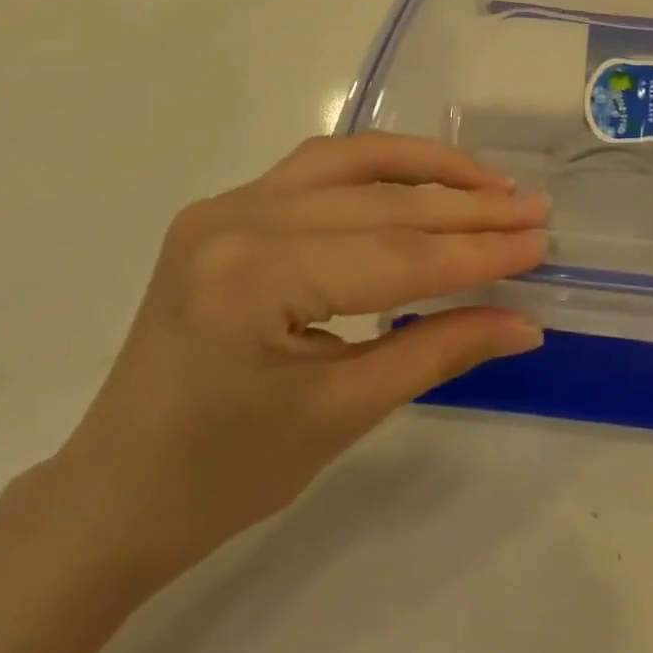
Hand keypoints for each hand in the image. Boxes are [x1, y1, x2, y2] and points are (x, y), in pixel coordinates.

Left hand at [0, 135, 547, 652]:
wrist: (112, 493)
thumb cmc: (223, 474)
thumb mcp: (341, 415)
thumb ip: (438, 351)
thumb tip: (525, 322)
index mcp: (252, 281)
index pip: (393, 255)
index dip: (475, 250)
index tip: (539, 241)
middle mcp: (236, 219)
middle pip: (379, 203)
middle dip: (466, 208)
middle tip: (532, 208)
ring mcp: (226, 203)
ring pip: (350, 160)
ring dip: (427, 168)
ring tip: (490, 181)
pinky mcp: (227, 204)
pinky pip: (319, 168)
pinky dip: (380, 167)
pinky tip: (421, 177)